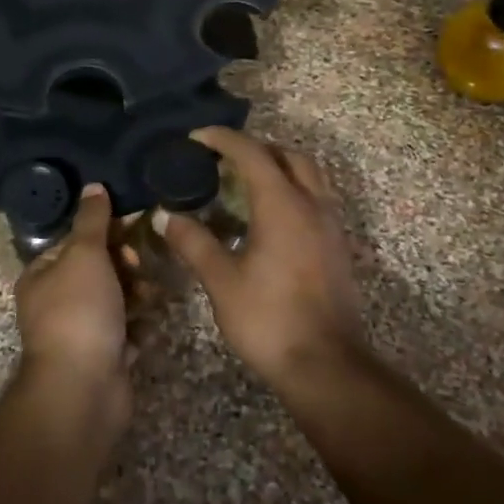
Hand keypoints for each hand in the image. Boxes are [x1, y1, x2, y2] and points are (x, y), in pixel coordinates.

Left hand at [14, 185, 131, 419]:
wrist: (84, 388)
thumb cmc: (79, 312)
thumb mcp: (84, 254)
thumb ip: (92, 220)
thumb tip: (93, 186)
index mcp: (42, 276)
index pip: (75, 242)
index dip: (104, 232)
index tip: (133, 227)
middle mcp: (56, 303)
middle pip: (98, 271)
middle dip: (125, 265)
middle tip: (141, 266)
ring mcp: (80, 333)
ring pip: (116, 301)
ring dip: (136, 295)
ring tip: (152, 296)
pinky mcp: (104, 358)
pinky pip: (126, 332)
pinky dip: (138, 328)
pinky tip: (150, 324)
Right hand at [156, 128, 366, 387]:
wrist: (326, 365)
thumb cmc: (269, 320)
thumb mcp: (222, 282)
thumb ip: (194, 243)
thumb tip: (165, 216)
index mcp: (283, 205)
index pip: (252, 153)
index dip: (223, 139)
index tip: (197, 138)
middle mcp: (312, 204)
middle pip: (288, 155)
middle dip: (256, 148)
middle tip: (224, 159)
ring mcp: (331, 225)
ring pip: (310, 175)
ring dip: (279, 167)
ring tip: (246, 183)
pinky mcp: (338, 246)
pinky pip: (317, 198)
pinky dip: (293, 190)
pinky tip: (270, 218)